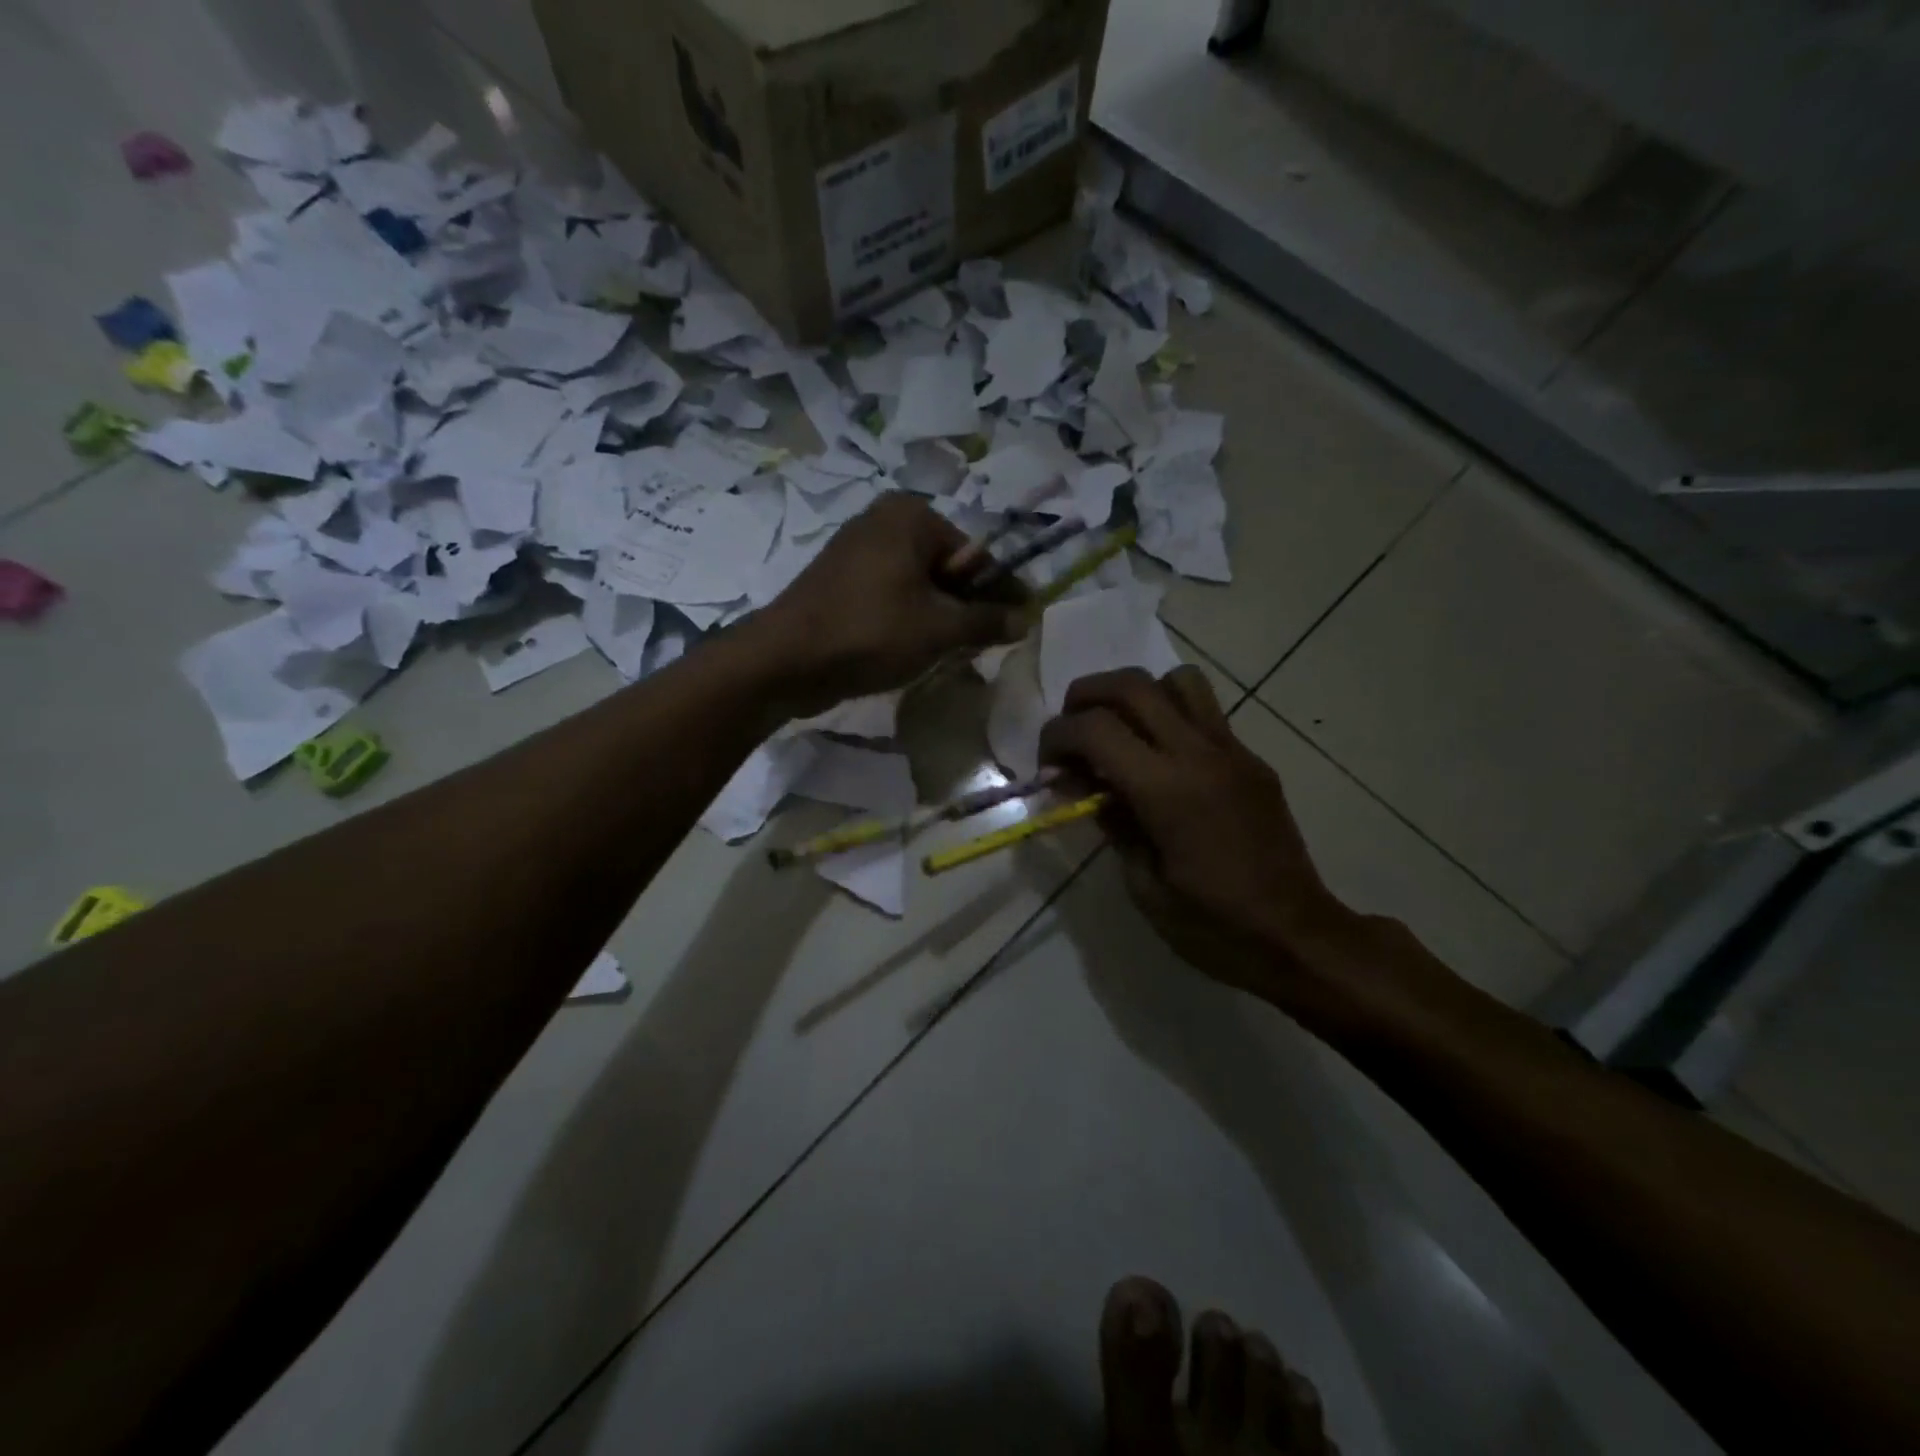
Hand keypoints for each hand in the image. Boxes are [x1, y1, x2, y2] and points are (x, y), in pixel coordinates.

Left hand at [757, 493, 1025, 716]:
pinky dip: (908, 620)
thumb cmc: (870, 632)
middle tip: (981, 646)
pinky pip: (890, 596)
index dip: (999, 592)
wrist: (785, 661)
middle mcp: (883, 521)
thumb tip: (1026, 619)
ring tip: (948, 653)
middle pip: (946, 567)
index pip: (975, 554)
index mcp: (911, 516)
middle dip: (966, 607)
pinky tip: (912, 650)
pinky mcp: (840, 581)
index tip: (1018, 624)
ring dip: (938, 618)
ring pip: (918, 585)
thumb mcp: (939, 629)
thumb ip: (986, 621)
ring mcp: (856, 550)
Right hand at [1039, 667, 1354, 999]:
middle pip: (1131, 685)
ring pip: (1177, 681)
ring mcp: (1232, 751)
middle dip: (1086, 696)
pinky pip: (1205, 712)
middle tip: (1070, 731)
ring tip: (1119, 731)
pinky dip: (1169, 715)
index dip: (1057, 737)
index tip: (1047, 766)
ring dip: (1135, 694)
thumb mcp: (1144, 886)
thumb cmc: (1213, 925)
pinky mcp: (1251, 760)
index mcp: (1167, 791)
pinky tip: (1159, 758)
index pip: (1095, 729)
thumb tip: (1090, 789)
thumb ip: (1114, 824)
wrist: (1297, 936)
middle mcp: (1199, 755)